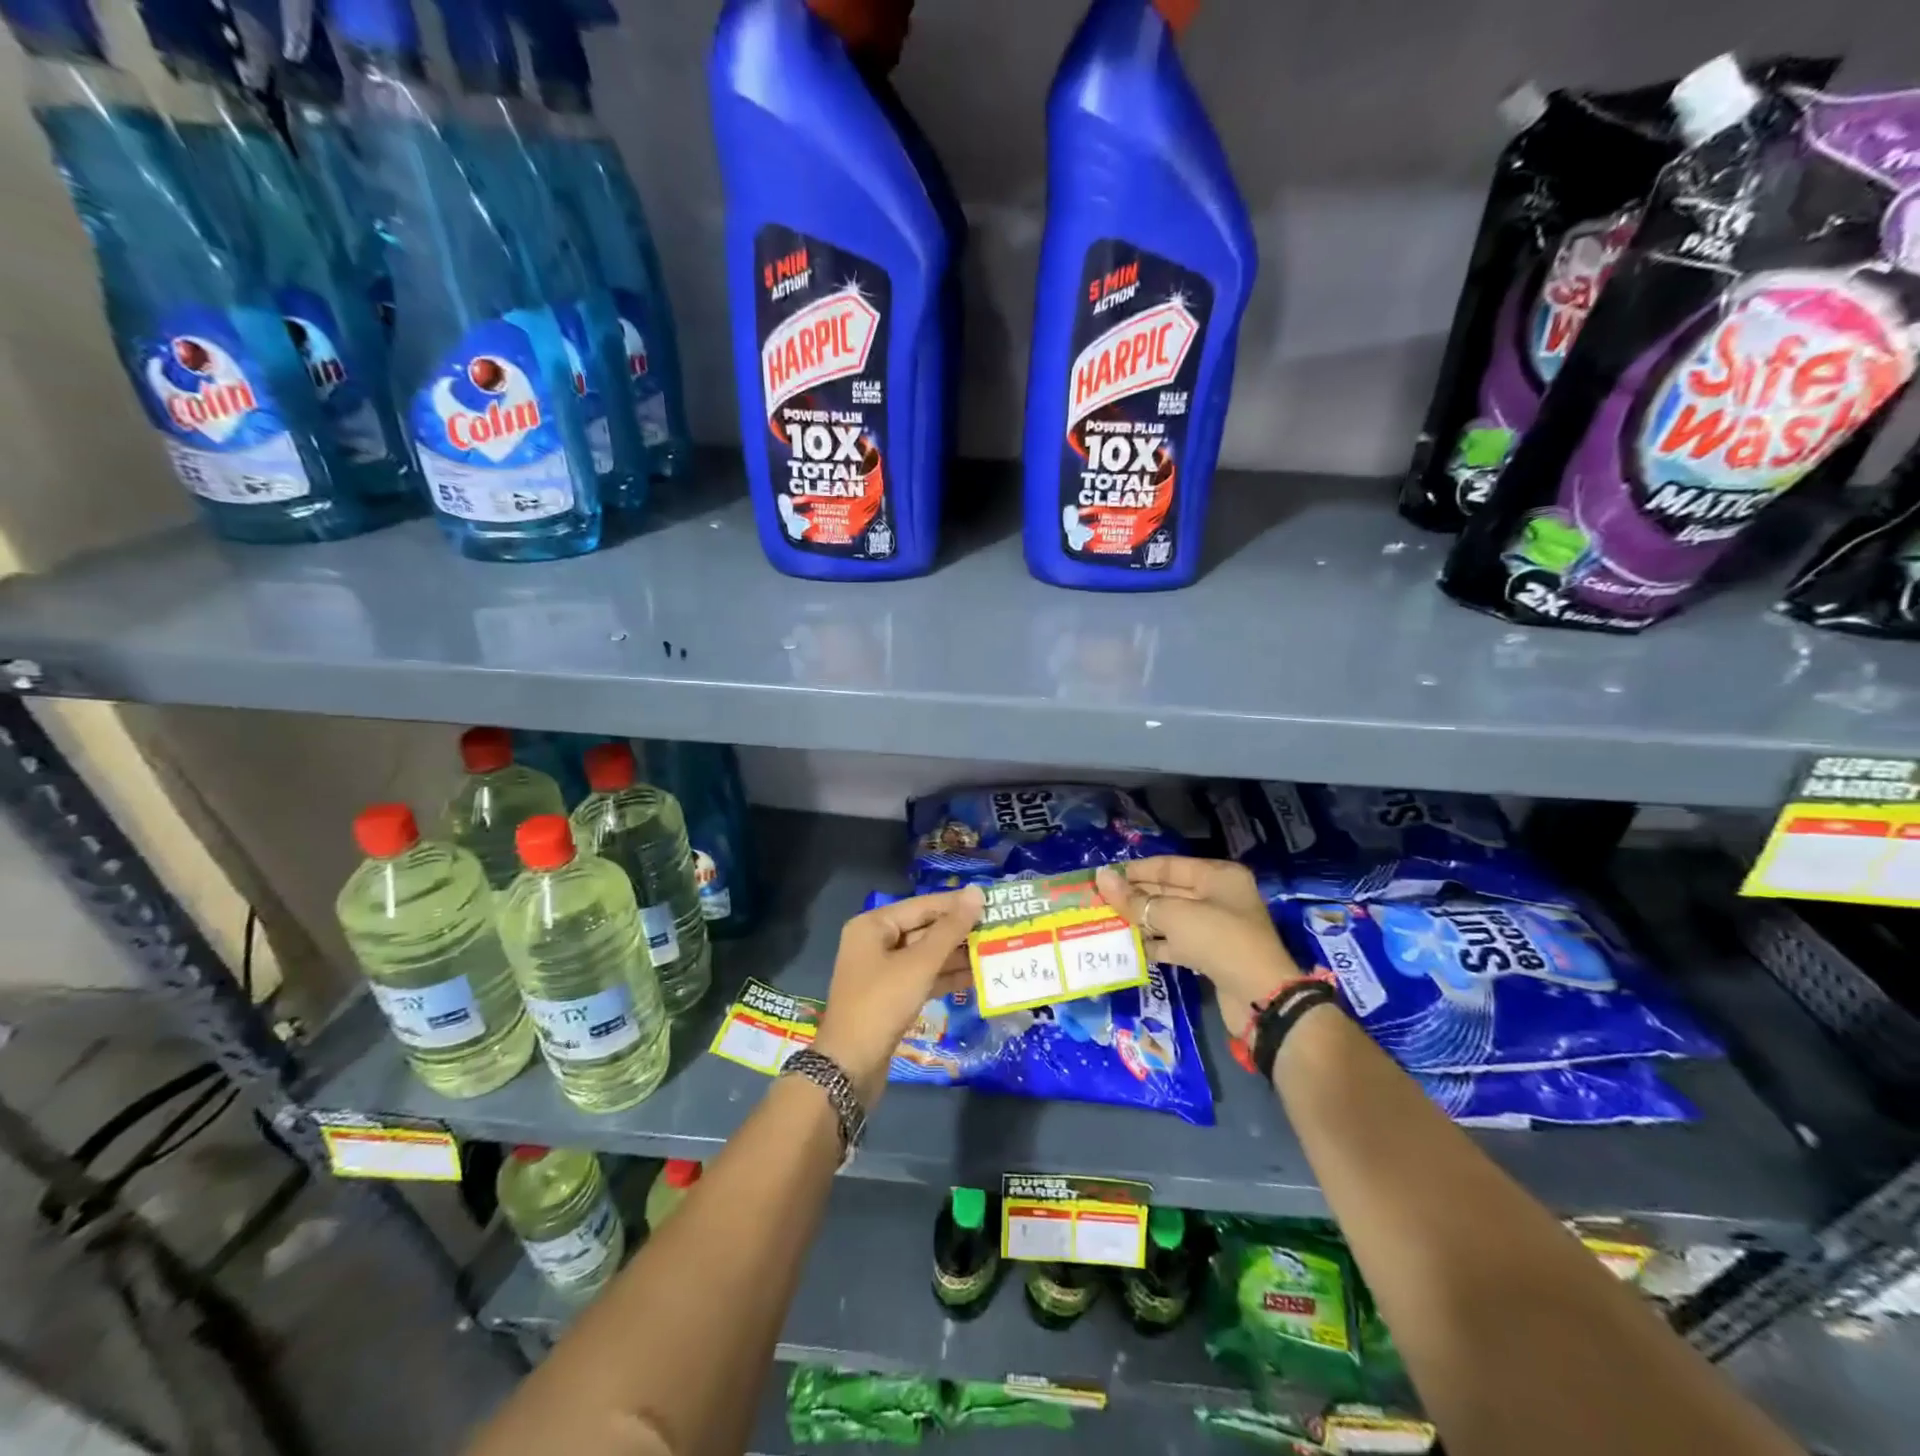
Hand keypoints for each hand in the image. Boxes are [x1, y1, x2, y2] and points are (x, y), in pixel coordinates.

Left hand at [814, 886, 982, 1102]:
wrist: (850, 1067)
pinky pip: (923, 977)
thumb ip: (950, 929)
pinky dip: (946, 977)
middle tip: (998, 927)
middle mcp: (875, 942)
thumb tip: (976, 893)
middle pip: (924, 929)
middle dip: (959, 931)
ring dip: (957, 955)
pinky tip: (977, 977)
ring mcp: (883, 971)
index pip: (922, 905)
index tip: (992, 901)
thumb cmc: (881, 1004)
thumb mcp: (919, 964)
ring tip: (995, 951)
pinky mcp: (891, 996)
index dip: (957, 904)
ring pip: (926, 955)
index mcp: (873, 925)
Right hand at [1095, 858, 1299, 1019]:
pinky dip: (1154, 944)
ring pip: (1170, 918)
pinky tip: (1127, 947)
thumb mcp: (1173, 915)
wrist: (1259, 997)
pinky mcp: (1211, 955)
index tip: (1104, 877)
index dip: (1134, 871)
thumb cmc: (1218, 940)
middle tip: (1099, 901)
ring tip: (1106, 922)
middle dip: (1135, 897)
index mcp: (1217, 876)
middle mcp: (1218, 896)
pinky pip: (1176, 942)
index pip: (1168, 866)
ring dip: (1141, 921)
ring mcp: (1216, 927)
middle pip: (1168, 891)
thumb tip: (1101, 877)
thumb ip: (1135, 899)